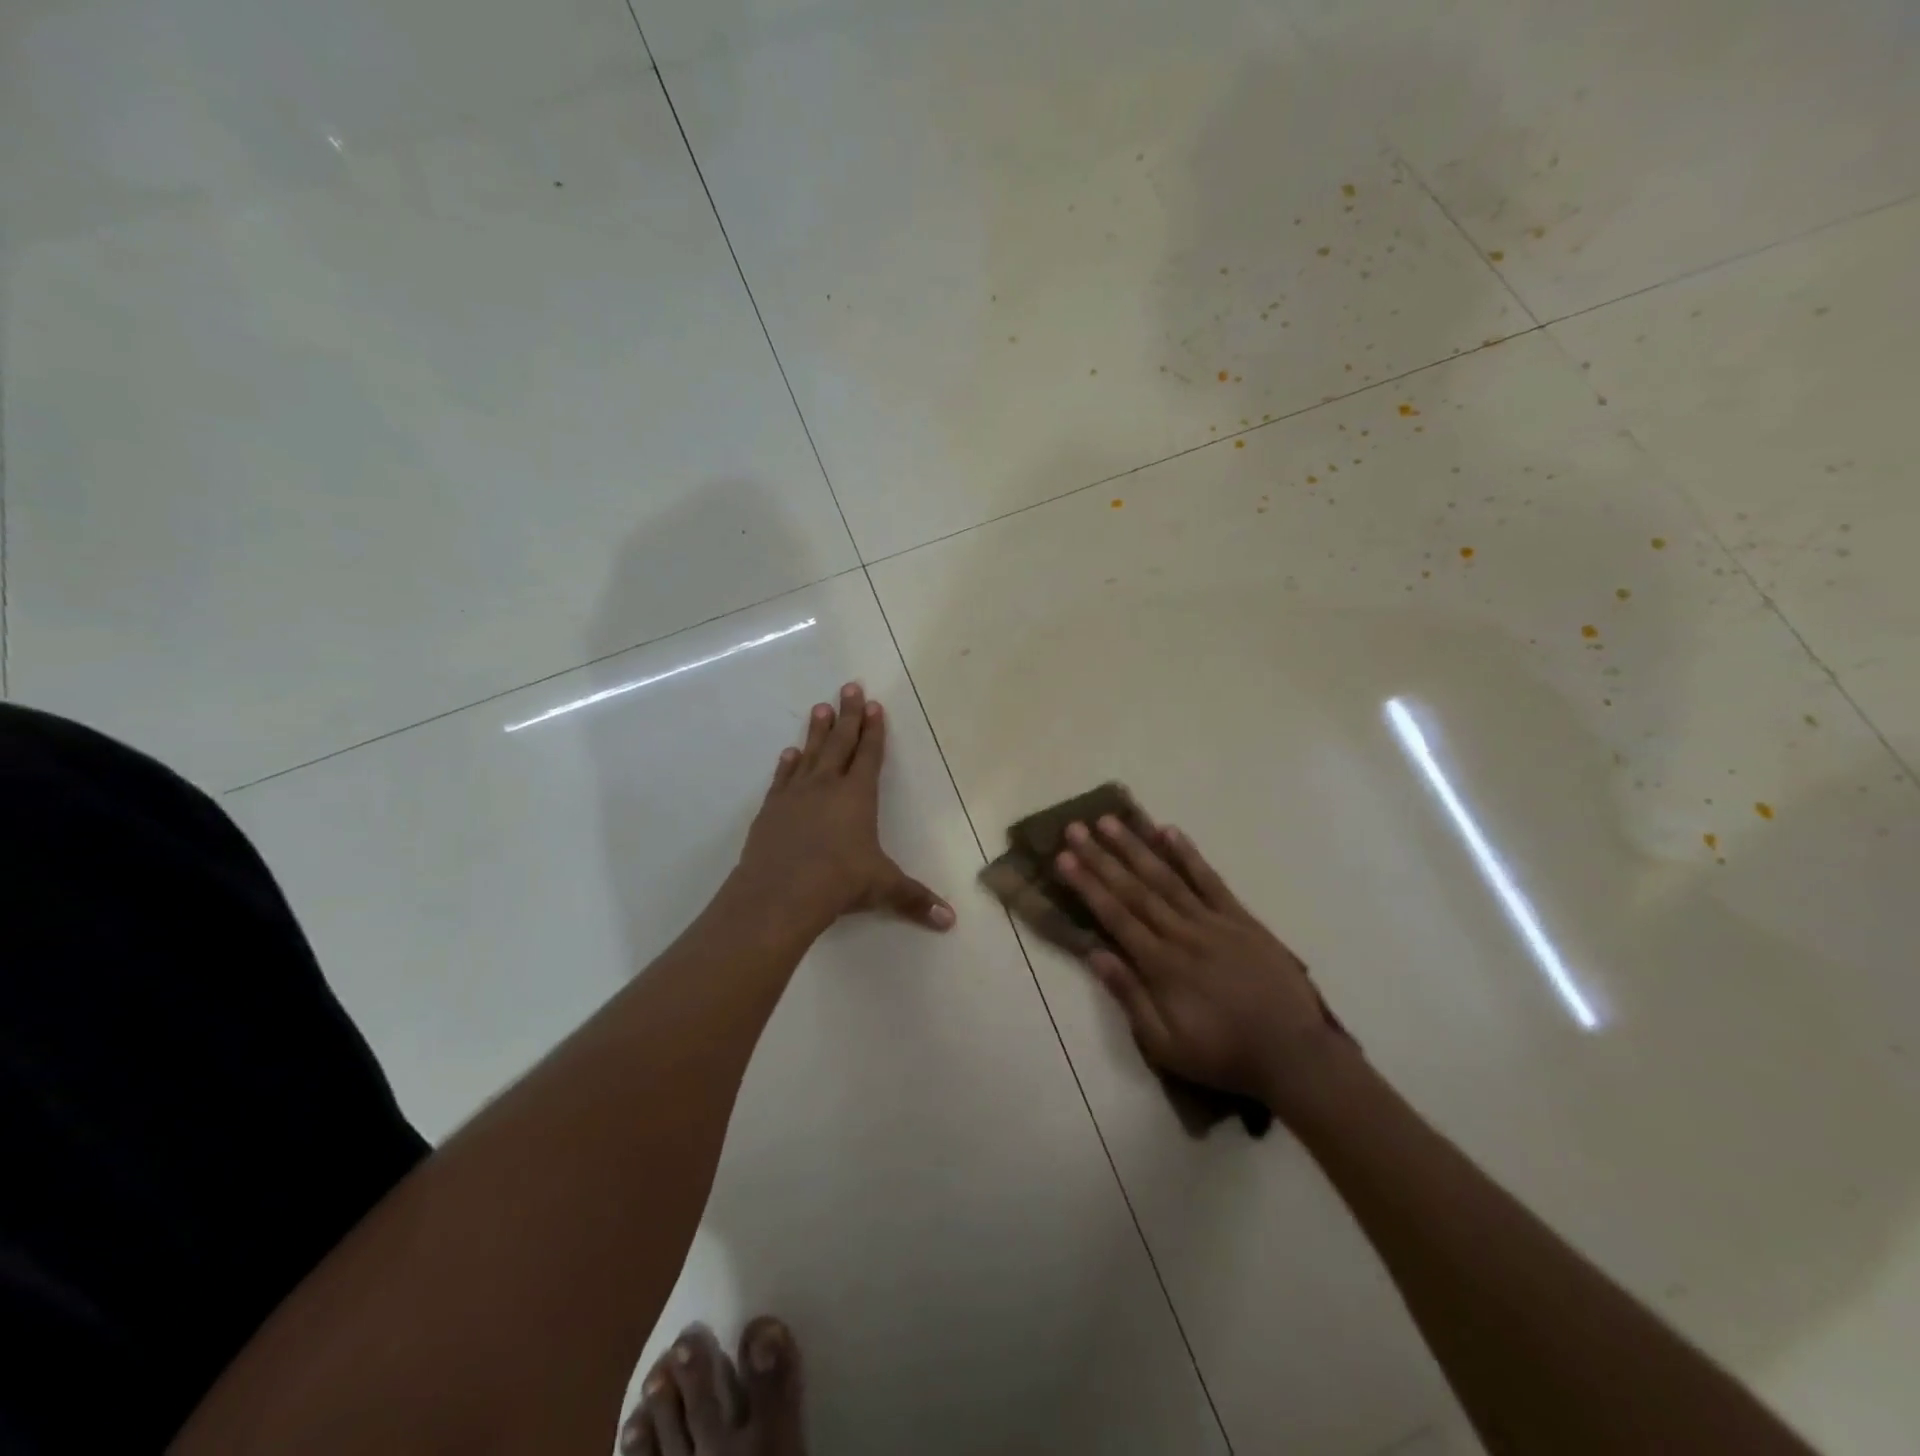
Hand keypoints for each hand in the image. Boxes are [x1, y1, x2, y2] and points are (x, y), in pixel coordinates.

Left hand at [736, 682, 953, 935]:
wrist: (780, 893)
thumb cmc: (839, 882)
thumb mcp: (883, 888)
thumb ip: (915, 899)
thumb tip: (950, 921)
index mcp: (858, 796)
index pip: (869, 755)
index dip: (874, 730)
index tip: (874, 705)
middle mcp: (827, 786)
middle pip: (840, 742)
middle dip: (848, 715)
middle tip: (849, 686)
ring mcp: (795, 795)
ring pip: (810, 753)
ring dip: (817, 730)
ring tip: (820, 707)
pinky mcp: (771, 809)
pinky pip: (782, 778)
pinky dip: (787, 764)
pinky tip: (788, 753)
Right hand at [1055, 815, 1348, 1106]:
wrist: (1293, 1053)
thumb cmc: (1223, 1054)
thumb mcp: (1166, 1045)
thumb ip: (1130, 997)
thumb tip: (1095, 954)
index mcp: (1161, 964)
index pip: (1115, 915)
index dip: (1087, 885)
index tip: (1064, 858)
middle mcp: (1182, 933)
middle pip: (1135, 888)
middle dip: (1101, 857)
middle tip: (1076, 828)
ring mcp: (1213, 921)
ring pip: (1166, 877)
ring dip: (1136, 847)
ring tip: (1110, 821)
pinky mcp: (1241, 919)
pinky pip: (1210, 880)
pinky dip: (1189, 855)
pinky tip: (1170, 832)